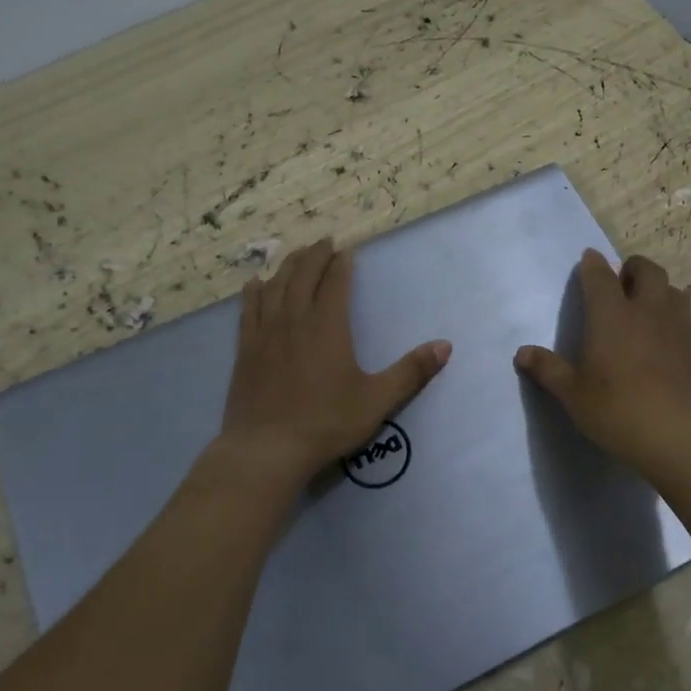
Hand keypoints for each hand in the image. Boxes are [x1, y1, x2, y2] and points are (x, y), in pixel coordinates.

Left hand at [220, 238, 451, 482]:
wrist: (267, 449)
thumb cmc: (326, 423)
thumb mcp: (377, 400)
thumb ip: (411, 372)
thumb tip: (445, 346)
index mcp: (328, 327)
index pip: (335, 283)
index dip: (341, 264)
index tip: (346, 249)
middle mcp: (295, 320)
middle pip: (303, 276)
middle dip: (315, 256)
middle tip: (323, 241)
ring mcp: (266, 334)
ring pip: (275, 287)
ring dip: (287, 266)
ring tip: (296, 254)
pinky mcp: (245, 350)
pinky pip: (248, 310)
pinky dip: (254, 292)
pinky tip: (255, 284)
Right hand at [514, 249, 690, 476]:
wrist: (682, 437)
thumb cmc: (618, 412)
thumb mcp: (574, 395)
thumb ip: (548, 370)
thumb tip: (522, 353)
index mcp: (612, 316)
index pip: (600, 276)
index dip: (592, 264)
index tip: (588, 259)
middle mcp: (648, 310)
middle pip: (647, 269)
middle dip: (632, 268)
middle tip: (621, 283)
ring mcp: (680, 325)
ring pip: (673, 290)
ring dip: (659, 290)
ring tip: (648, 308)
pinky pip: (689, 319)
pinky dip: (677, 319)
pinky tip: (670, 340)